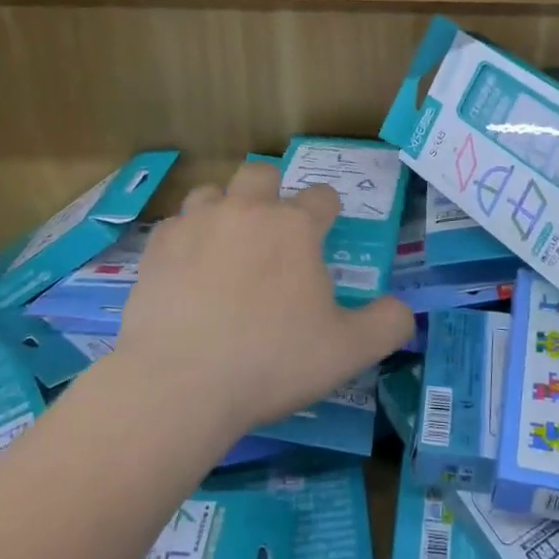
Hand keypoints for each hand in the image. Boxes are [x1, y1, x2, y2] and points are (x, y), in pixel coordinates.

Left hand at [117, 160, 413, 435]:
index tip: (326, 231)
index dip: (328, 211)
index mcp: (295, 227)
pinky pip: (175, 225)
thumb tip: (402, 310)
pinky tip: (188, 270)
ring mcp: (195, 224)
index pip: (322, 196)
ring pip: (212, 192)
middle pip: (262, 173)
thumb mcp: (348, 351)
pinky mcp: (156, 248)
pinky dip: (186, 239)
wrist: (180, 385)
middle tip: (274, 231)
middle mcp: (246, 211)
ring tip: (227, 244)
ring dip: (224, 208)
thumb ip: (387, 324)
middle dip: (272, 191)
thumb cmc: (272, 361)